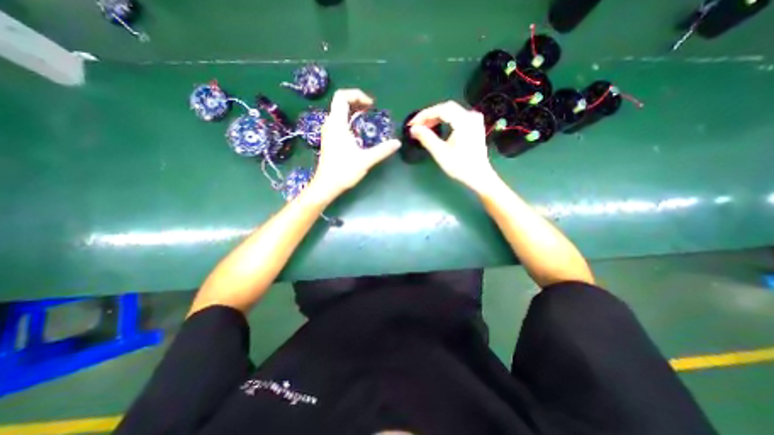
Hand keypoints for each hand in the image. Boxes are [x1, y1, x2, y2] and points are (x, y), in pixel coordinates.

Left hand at [310, 90, 401, 198]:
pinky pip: (339, 122)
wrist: (327, 185)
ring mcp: (329, 132)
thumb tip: (397, 143)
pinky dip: (350, 120)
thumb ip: (382, 150)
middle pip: (340, 102)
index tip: (371, 105)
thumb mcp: (366, 160)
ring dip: (354, 110)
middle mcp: (330, 124)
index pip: (342, 97)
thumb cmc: (344, 171)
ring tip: (368, 116)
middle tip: (371, 109)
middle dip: (357, 101)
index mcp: (337, 124)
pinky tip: (359, 130)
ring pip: (339, 112)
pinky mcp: (330, 139)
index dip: (357, 95)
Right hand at [407, 100, 497, 191]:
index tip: (412, 124)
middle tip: (416, 126)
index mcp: (464, 121)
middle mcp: (471, 116)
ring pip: (451, 112)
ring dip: (436, 118)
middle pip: (446, 108)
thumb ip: (426, 138)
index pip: (441, 110)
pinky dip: (444, 121)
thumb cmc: (460, 166)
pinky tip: (436, 127)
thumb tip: (413, 129)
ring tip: (424, 127)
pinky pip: (456, 117)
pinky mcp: (474, 126)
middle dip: (429, 116)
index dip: (424, 115)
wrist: (479, 176)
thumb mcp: (440, 153)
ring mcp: (474, 120)